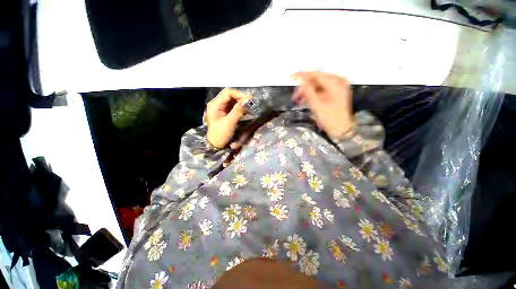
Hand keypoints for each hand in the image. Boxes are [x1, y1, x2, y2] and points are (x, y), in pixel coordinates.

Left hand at [206, 88, 250, 148]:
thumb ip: (238, 110)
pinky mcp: (224, 113)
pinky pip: (233, 107)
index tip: (249, 100)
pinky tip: (245, 111)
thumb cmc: (221, 134)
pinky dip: (240, 108)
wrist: (215, 144)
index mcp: (215, 104)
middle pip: (230, 96)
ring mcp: (220, 108)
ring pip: (232, 101)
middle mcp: (217, 104)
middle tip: (251, 103)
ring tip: (250, 108)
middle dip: (241, 99)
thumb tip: (247, 101)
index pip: (228, 93)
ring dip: (241, 103)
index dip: (239, 94)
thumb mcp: (230, 122)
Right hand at [292, 71, 354, 138]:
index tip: (291, 77)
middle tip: (295, 95)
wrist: (341, 130)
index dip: (302, 75)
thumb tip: (301, 80)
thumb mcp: (317, 104)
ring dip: (306, 91)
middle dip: (304, 86)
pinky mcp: (334, 94)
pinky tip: (304, 100)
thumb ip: (308, 91)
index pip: (316, 74)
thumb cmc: (330, 118)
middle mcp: (338, 82)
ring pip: (317, 86)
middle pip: (317, 80)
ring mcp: (336, 88)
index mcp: (336, 82)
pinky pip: (320, 91)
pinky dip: (312, 95)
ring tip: (297, 100)